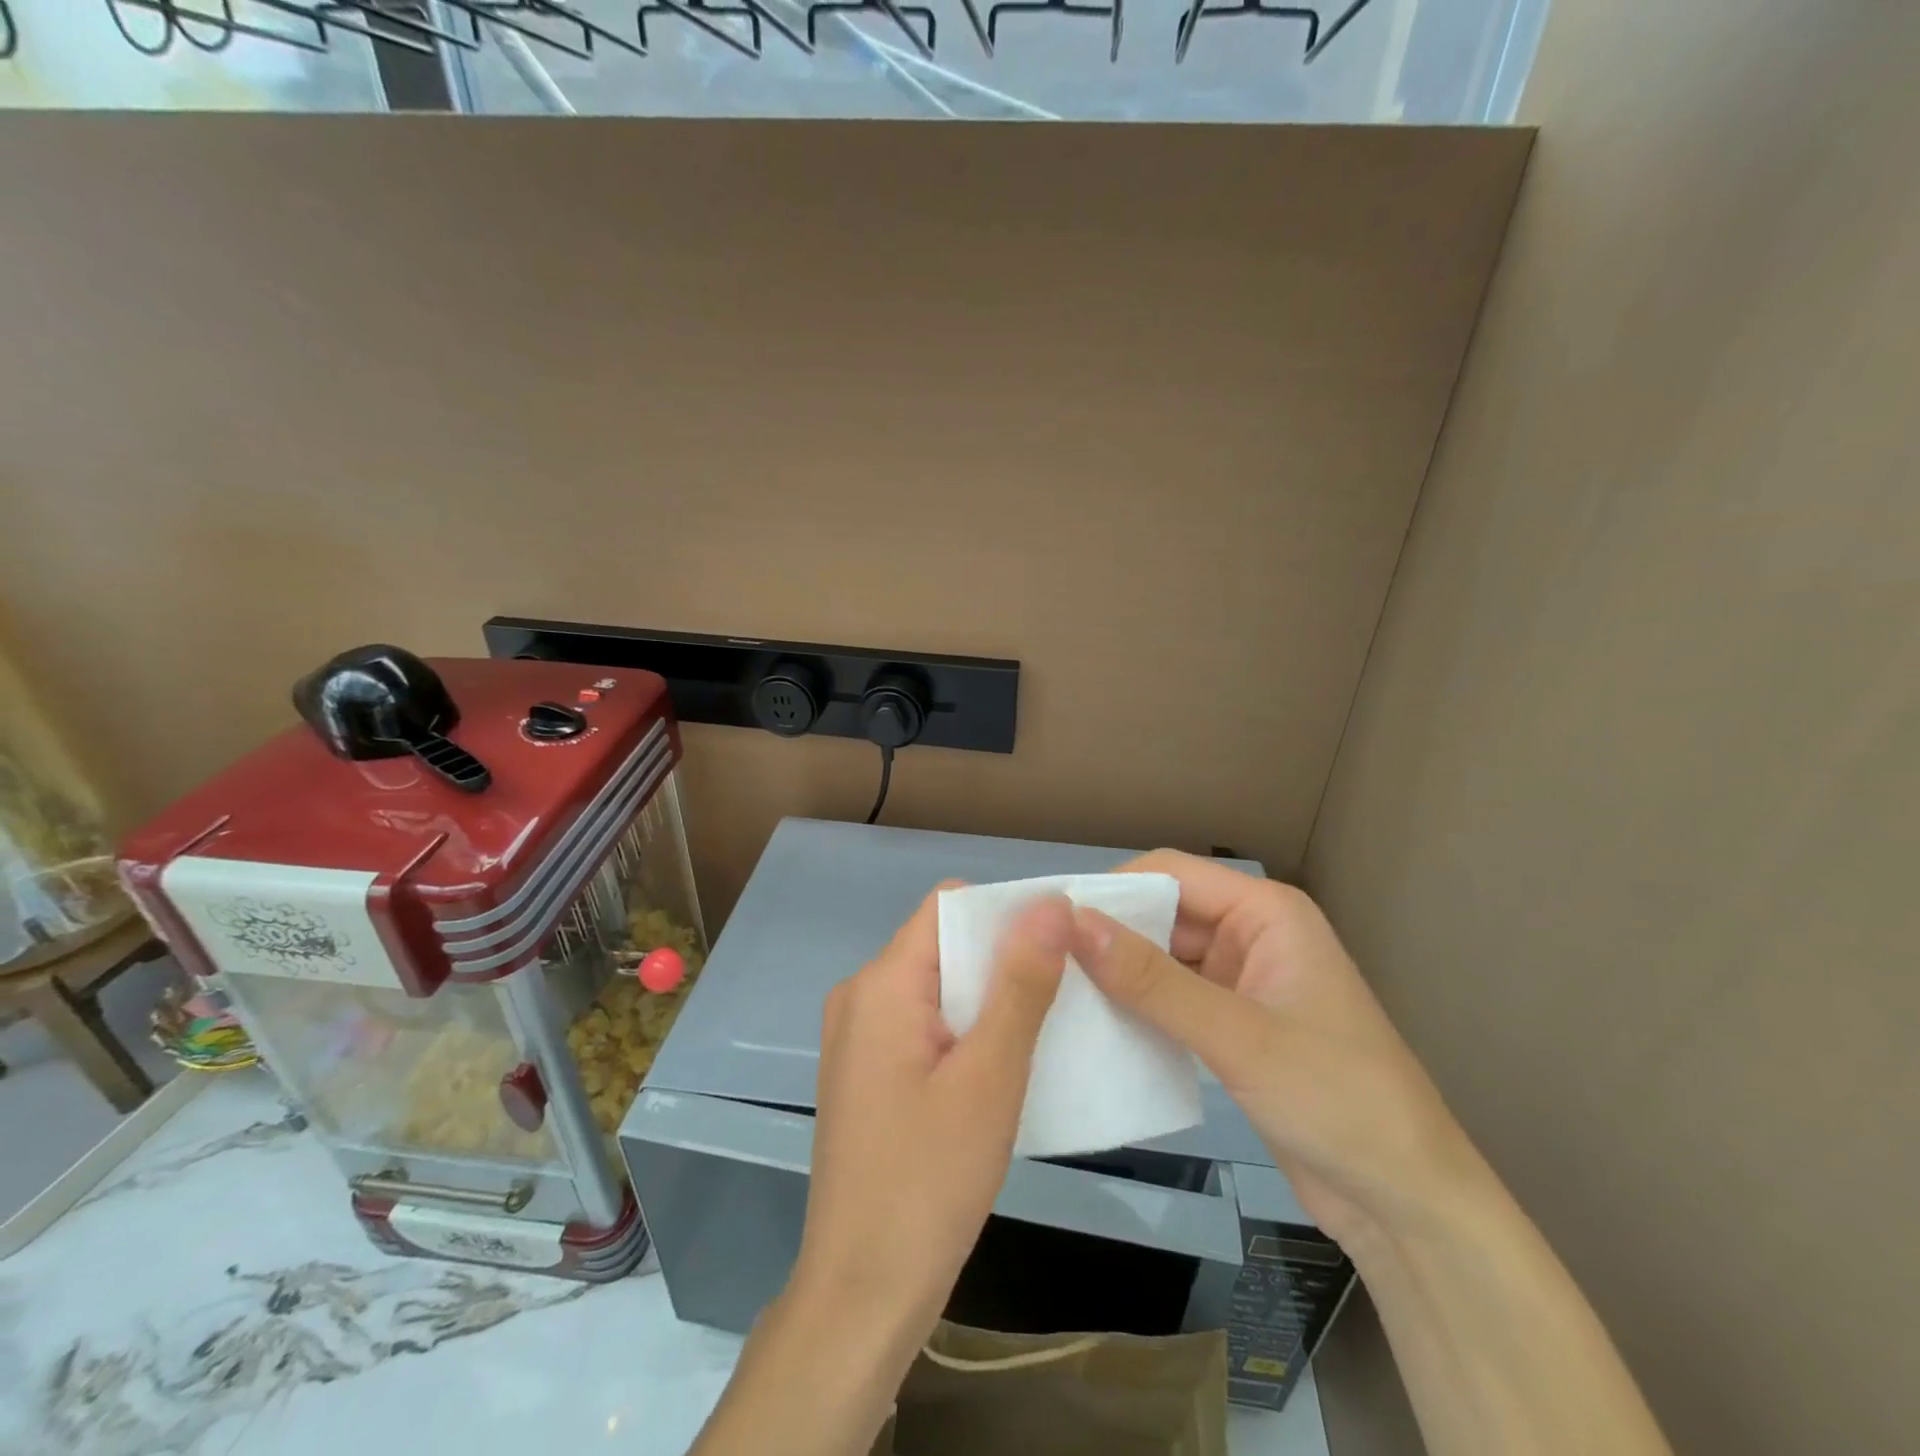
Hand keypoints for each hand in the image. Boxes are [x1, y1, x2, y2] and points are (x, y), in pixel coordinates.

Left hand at [791, 886, 1070, 1352]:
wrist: (862, 1296)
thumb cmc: (928, 1182)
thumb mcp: (990, 1076)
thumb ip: (1021, 983)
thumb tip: (1050, 903)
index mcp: (881, 983)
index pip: (948, 906)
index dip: (1006, 912)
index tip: (1061, 941)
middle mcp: (860, 996)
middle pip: (943, 945)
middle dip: (1002, 960)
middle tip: (1064, 992)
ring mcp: (858, 1037)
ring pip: (938, 987)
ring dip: (989, 1000)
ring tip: (1044, 1028)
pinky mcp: (867, 1072)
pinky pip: (924, 1025)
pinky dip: (966, 1031)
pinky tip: (1002, 1066)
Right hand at [1069, 851, 1475, 1246]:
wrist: (1405, 1203)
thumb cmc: (1336, 1098)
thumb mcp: (1238, 1036)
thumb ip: (1152, 980)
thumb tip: (1073, 923)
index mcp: (1266, 912)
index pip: (1171, 872)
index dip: (1113, 888)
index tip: (1052, 919)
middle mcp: (1252, 934)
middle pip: (1164, 912)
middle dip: (1111, 932)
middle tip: (1045, 960)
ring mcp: (1242, 981)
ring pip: (1164, 958)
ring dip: (1120, 972)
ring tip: (1057, 991)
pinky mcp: (1233, 1025)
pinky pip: (1173, 998)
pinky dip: (1139, 1007)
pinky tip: (1097, 1025)